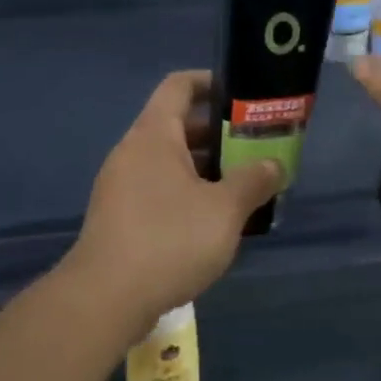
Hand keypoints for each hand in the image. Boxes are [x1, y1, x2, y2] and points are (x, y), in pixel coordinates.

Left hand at [64, 71, 281, 342]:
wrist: (106, 298)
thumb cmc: (169, 240)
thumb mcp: (224, 209)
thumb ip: (253, 181)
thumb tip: (274, 164)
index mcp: (154, 135)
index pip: (179, 86)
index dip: (210, 82)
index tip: (243, 95)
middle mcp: (133, 152)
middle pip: (177, 126)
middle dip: (218, 134)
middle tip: (255, 148)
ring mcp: (121, 186)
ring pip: (169, 163)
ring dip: (205, 169)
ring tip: (242, 186)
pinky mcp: (119, 217)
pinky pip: (158, 190)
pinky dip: (187, 194)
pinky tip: (213, 221)